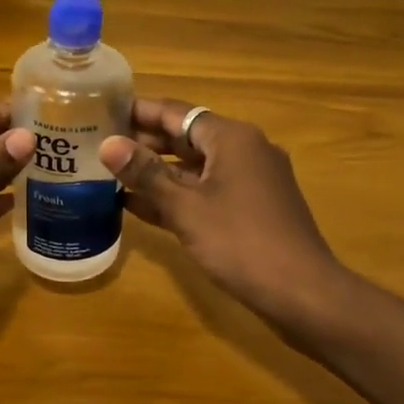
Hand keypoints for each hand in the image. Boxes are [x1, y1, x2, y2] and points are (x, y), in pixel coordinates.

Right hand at [100, 99, 349, 342]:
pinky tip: (139, 206)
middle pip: (186, 137)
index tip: (102, 110)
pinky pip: (206, 191)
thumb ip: (146, 174)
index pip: (176, 112)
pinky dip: (177, 196)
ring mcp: (250, 181)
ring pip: (195, 167)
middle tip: (99, 145)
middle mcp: (244, 150)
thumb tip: (107, 144)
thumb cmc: (241, 242)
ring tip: (110, 173)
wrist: (304, 294)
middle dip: (144, 142)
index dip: (138, 111)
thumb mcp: (186, 207)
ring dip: (157, 171)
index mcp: (232, 138)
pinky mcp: (251, 209)